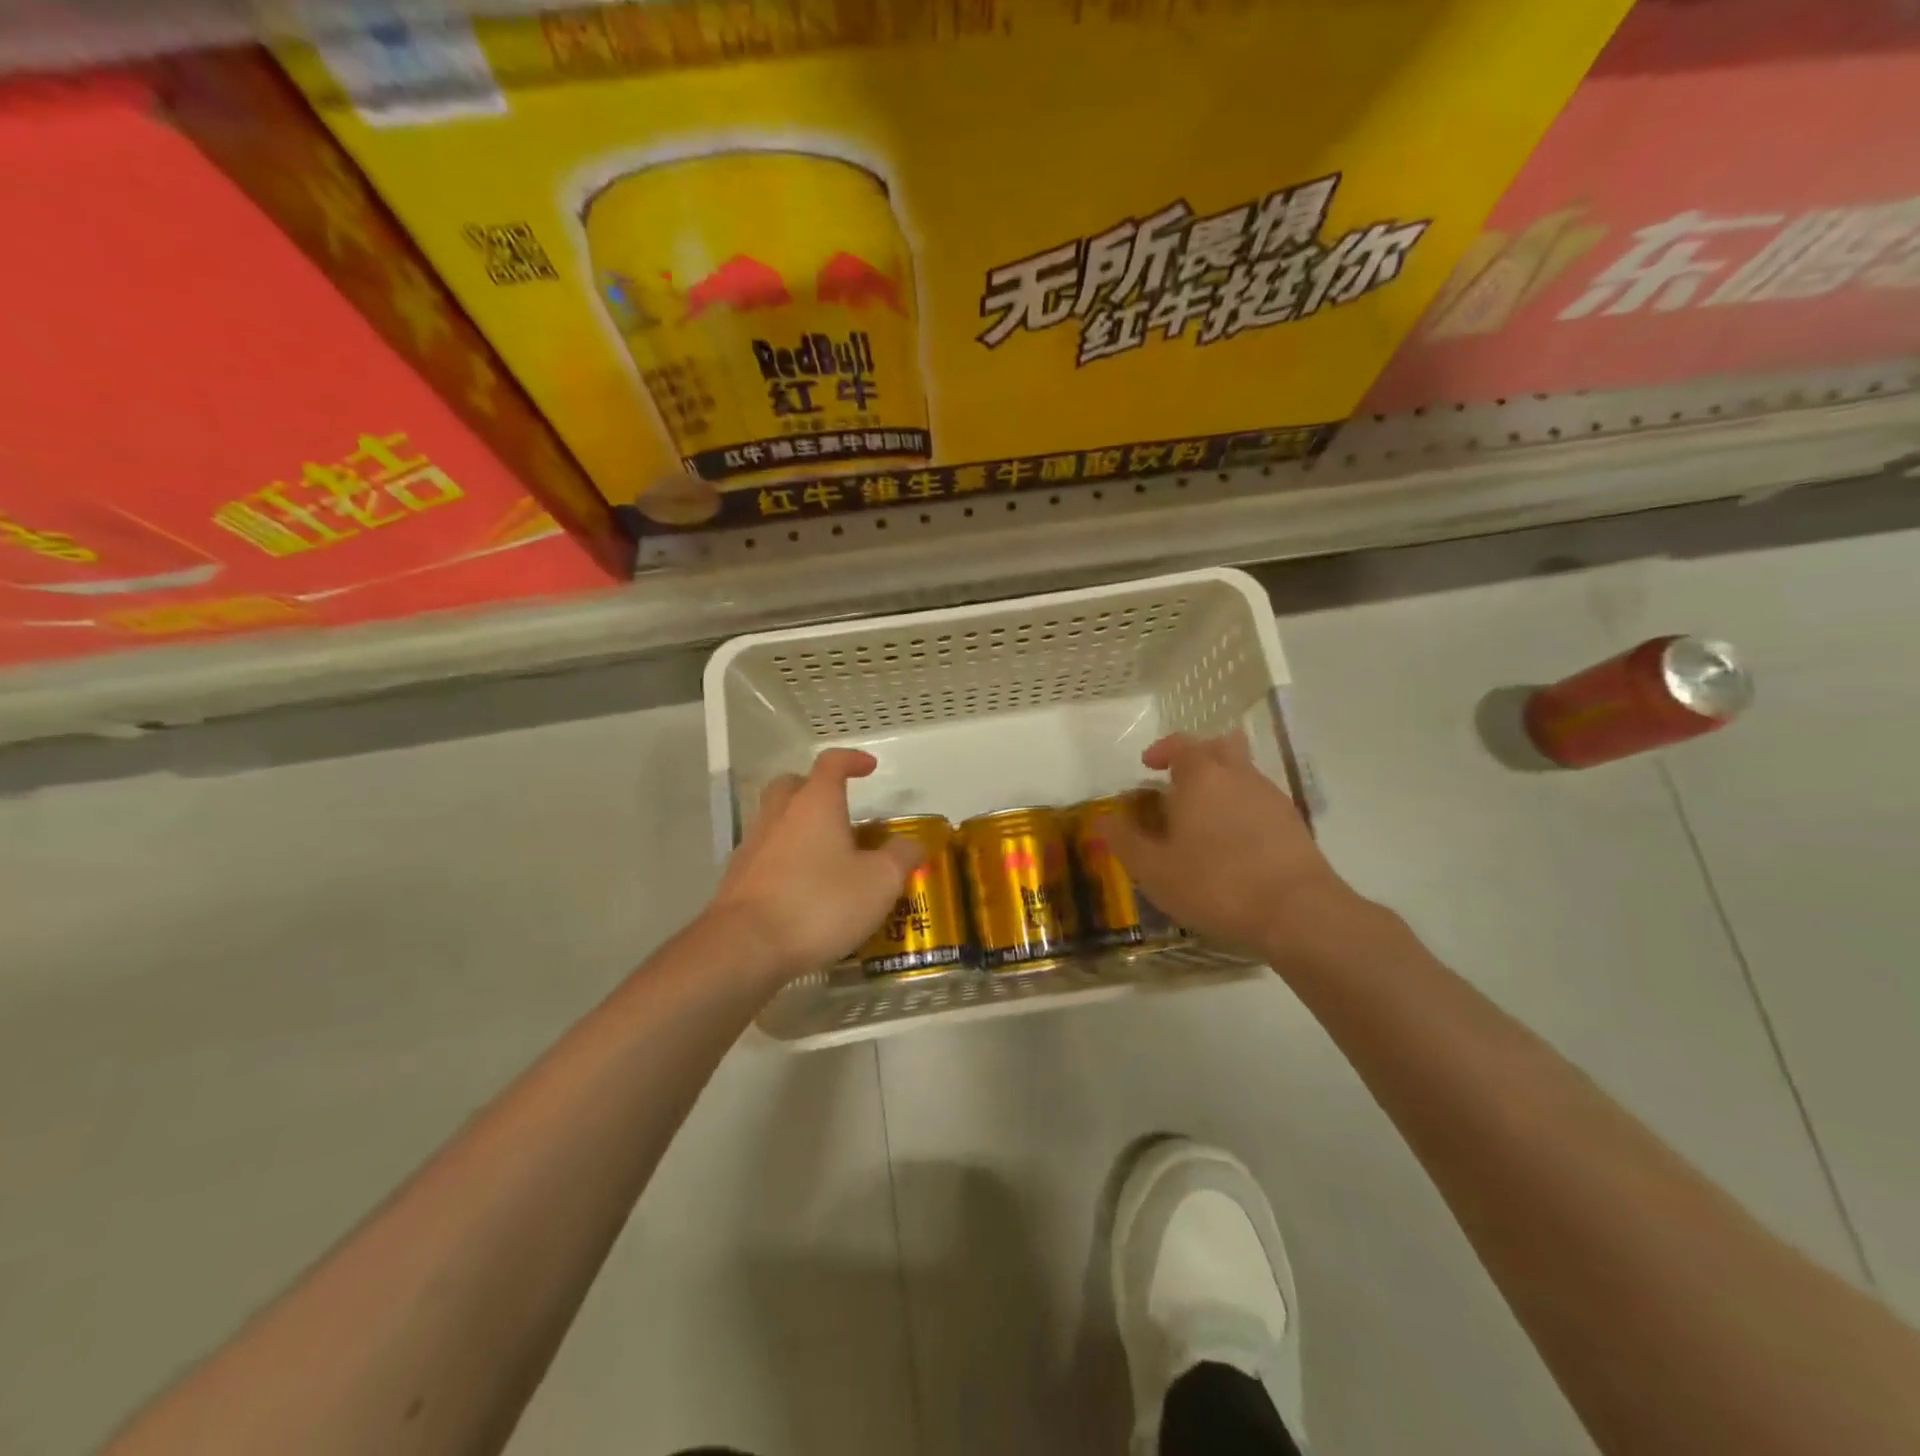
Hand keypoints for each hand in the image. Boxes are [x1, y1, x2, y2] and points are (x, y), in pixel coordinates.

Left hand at [707, 749, 923, 984]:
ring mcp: (752, 846)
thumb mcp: (879, 882)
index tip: (869, 767)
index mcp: (815, 803)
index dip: (852, 760)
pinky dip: (785, 860)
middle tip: (839, 809)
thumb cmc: (819, 903)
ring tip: (827, 855)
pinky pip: (766, 855)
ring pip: (776, 820)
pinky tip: (803, 887)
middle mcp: (779, 815)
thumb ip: (901, 857)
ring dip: (800, 827)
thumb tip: (913, 844)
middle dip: (815, 788)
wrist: (745, 947)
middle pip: (793, 785)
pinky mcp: (737, 879)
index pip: (832, 763)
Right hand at [1096, 731, 1369, 962]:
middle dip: (1198, 756)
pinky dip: (1242, 809)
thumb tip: (1103, 819)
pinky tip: (1233, 843)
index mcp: (1202, 777)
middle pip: (1221, 746)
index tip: (1148, 766)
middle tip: (1178, 783)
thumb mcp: (1154, 870)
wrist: (1298, 913)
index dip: (1162, 750)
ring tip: (1202, 819)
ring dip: (1221, 784)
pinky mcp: (1294, 824)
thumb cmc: (1215, 884)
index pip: (1181, 743)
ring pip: (1243, 773)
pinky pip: (1261, 800)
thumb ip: (1124, 841)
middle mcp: (1239, 776)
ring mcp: (1272, 797)